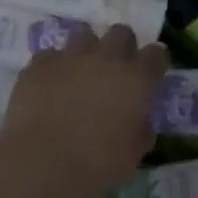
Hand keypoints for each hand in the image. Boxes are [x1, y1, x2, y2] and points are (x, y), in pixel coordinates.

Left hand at [0, 24, 167, 197]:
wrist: (42, 164)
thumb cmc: (97, 165)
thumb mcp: (133, 155)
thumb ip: (141, 130)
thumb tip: (140, 122)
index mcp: (137, 79)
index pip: (156, 54)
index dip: (154, 63)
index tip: (151, 75)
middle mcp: (107, 58)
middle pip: (121, 33)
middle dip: (121, 47)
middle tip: (114, 71)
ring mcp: (72, 56)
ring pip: (84, 34)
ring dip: (86, 50)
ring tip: (79, 73)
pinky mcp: (41, 63)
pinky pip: (50, 56)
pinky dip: (53, 68)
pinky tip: (48, 87)